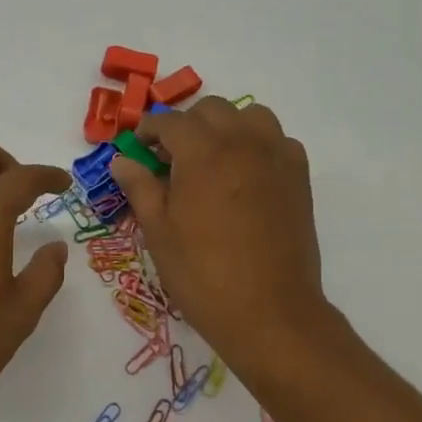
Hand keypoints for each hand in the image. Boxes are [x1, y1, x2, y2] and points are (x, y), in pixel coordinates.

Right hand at [108, 97, 335, 382]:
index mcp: (203, 152)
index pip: (170, 121)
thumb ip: (140, 187)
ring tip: (210, 160)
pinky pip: (277, 141)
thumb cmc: (202, 274)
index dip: (148, 130)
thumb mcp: (158, 232)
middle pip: (211, 110)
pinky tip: (244, 176)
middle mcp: (243, 142)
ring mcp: (277, 157)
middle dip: (186, 125)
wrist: (269, 311)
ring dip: (225, 127)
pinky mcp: (299, 177)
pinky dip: (257, 145)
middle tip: (170, 157)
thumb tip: (122, 161)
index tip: (137, 146)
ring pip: (250, 116)